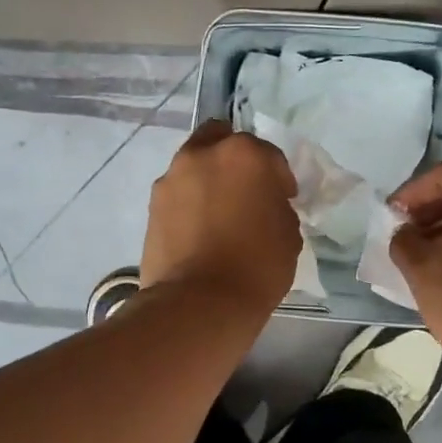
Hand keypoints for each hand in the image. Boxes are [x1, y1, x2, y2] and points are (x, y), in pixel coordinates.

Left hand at [141, 121, 300, 317]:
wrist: (199, 302)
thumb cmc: (256, 266)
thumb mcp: (289, 234)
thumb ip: (278, 207)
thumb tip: (266, 205)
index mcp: (245, 154)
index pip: (270, 156)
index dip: (280, 179)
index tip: (284, 201)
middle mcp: (204, 154)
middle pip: (222, 140)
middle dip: (236, 160)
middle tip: (246, 191)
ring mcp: (172, 177)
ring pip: (195, 164)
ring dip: (209, 179)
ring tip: (219, 213)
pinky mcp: (152, 204)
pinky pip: (179, 193)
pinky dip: (190, 202)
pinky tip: (200, 229)